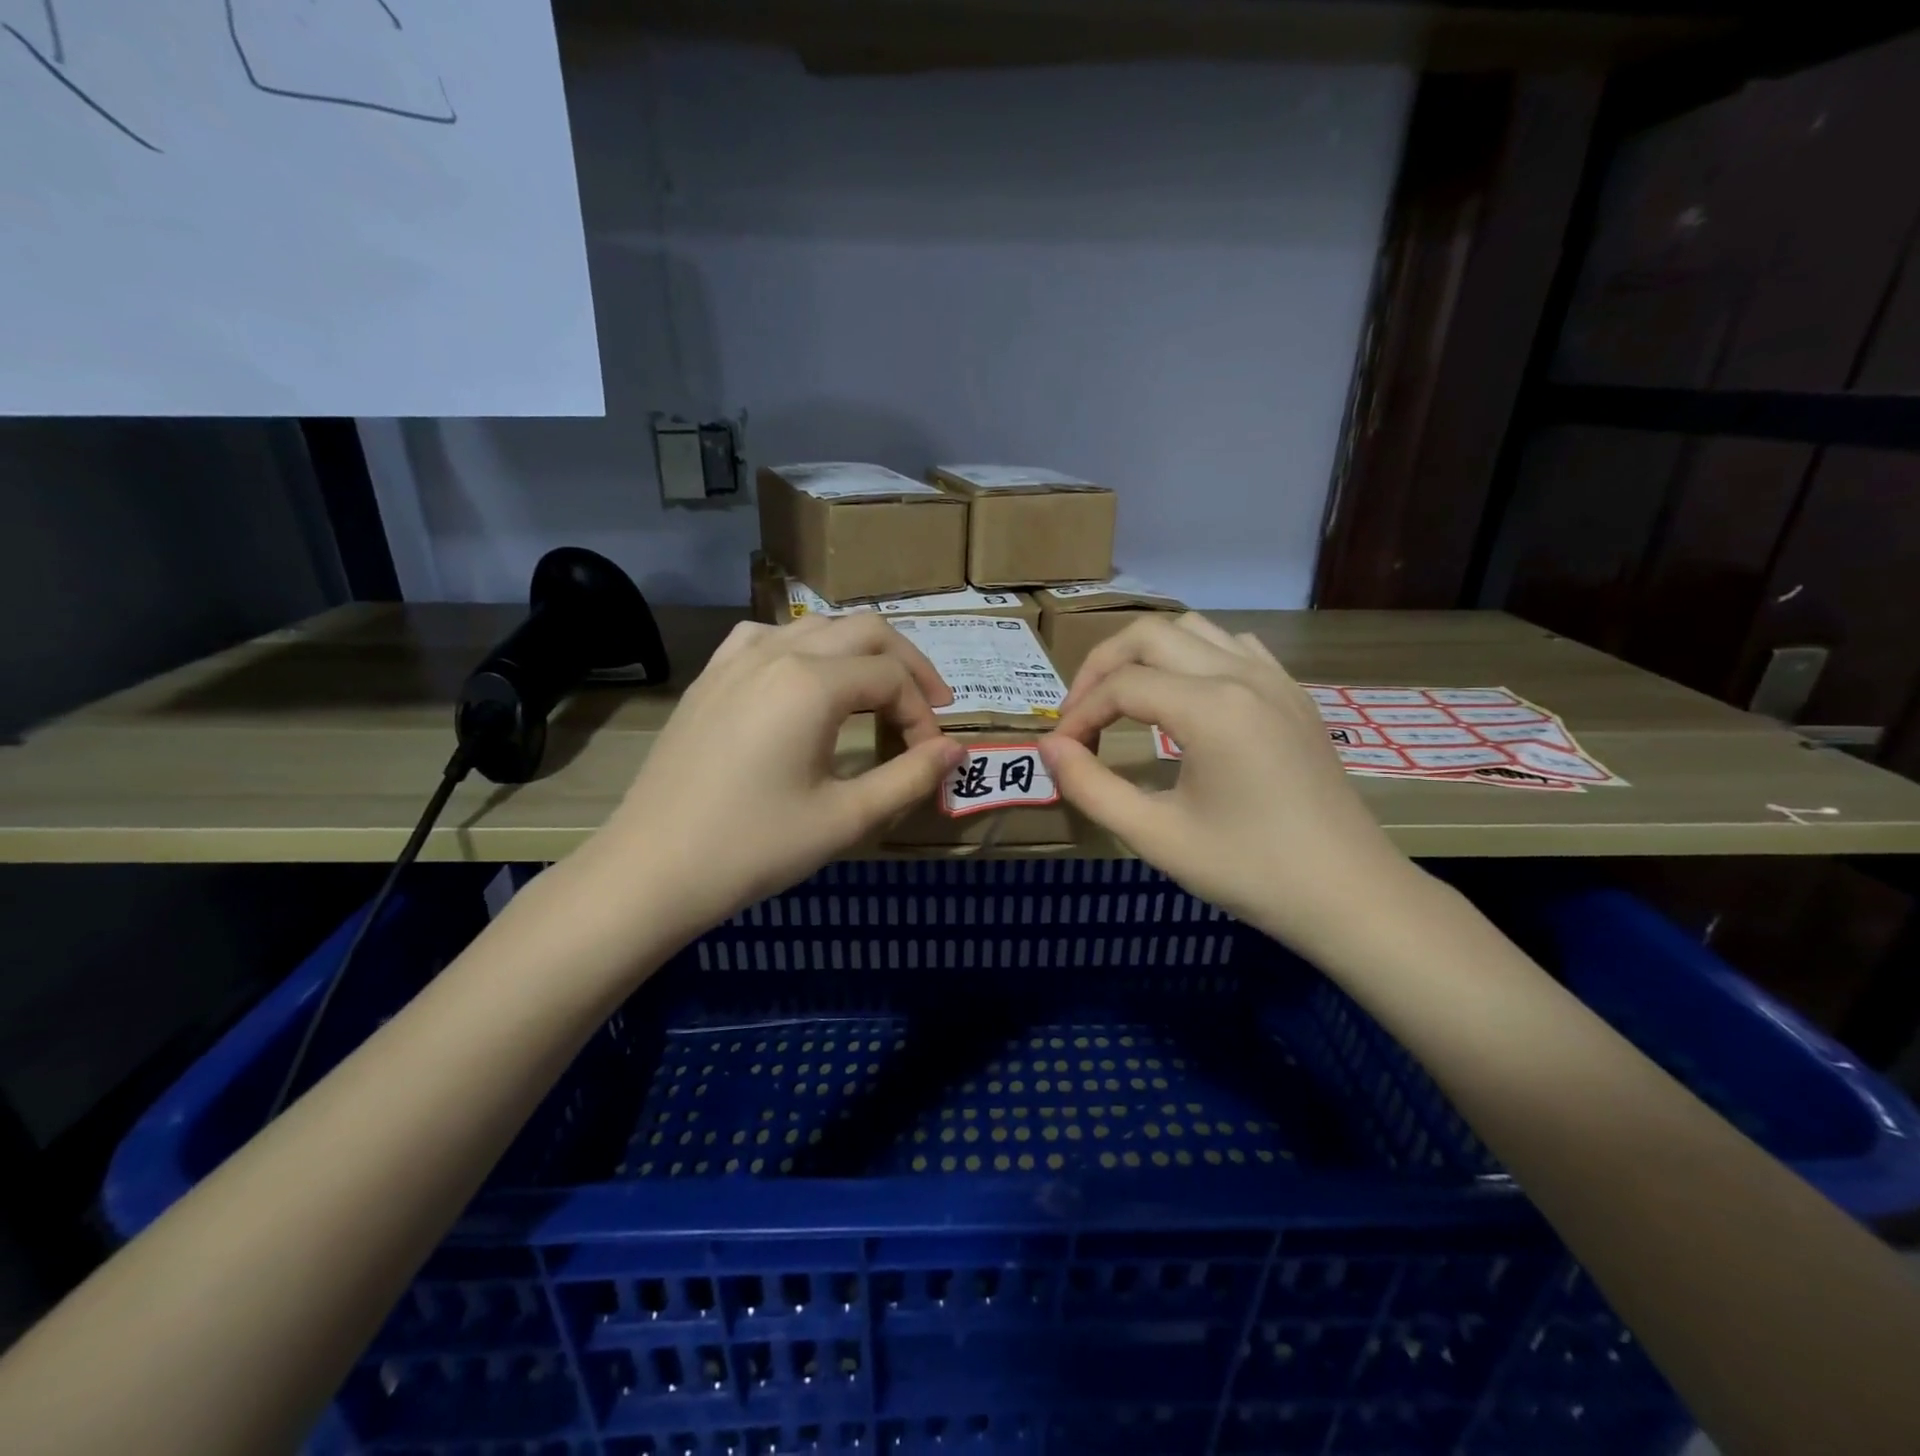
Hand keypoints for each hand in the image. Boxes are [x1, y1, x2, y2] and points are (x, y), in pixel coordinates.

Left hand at [595, 616, 963, 941]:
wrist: (652, 869)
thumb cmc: (754, 847)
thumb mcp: (845, 819)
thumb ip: (910, 778)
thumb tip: (956, 750)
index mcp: (812, 684)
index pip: (892, 679)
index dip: (923, 715)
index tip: (929, 758)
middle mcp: (777, 653)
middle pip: (865, 631)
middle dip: (907, 665)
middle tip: (929, 707)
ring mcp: (736, 660)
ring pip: (818, 627)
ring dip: (859, 652)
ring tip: (876, 692)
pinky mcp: (711, 677)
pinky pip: (768, 637)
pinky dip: (805, 650)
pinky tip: (805, 680)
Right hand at [1039, 613, 1416, 957]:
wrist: (1350, 895)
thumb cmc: (1249, 870)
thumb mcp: (1155, 837)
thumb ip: (1090, 787)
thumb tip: (1049, 747)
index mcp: (1210, 707)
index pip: (1121, 685)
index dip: (1078, 714)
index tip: (1060, 751)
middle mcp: (1241, 674)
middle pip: (1149, 635)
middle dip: (1101, 667)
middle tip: (1079, 715)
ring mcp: (1274, 678)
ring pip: (1192, 629)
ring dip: (1145, 653)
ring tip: (1123, 699)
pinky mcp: (1292, 693)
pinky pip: (1232, 647)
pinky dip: (1193, 656)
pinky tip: (1185, 696)